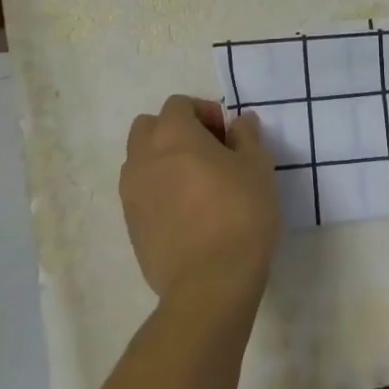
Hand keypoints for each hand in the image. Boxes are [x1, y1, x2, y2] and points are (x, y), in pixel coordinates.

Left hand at [121, 96, 278, 306]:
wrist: (210, 284)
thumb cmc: (239, 213)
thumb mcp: (257, 167)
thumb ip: (246, 136)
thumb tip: (240, 122)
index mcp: (172, 135)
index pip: (178, 104)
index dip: (203, 112)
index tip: (226, 134)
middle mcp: (143, 158)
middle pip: (148, 127)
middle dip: (174, 131)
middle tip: (207, 152)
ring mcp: (131, 194)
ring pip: (139, 161)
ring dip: (162, 161)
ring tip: (194, 183)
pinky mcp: (131, 227)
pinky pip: (140, 194)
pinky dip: (157, 191)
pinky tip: (186, 213)